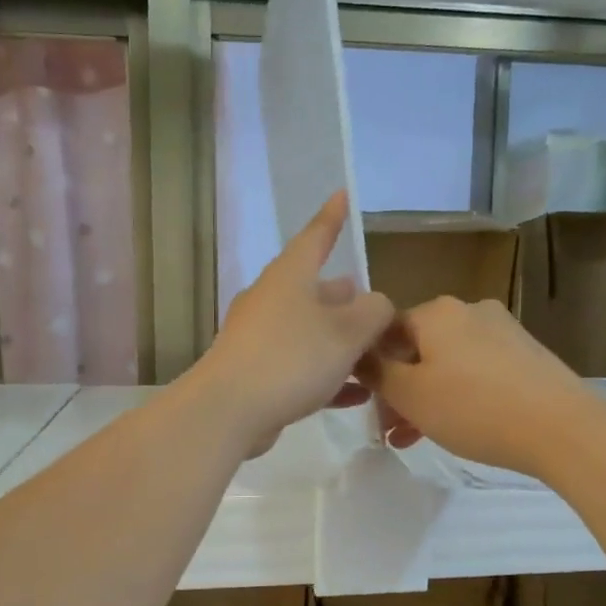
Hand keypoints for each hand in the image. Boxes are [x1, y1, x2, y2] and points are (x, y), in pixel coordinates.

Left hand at [191, 191, 394, 455]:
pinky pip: (300, 366)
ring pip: (308, 331)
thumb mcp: (348, 331)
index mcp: (290, 277)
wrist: (228, 410)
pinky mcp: (255, 374)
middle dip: (343, 297)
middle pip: (312, 290)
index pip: (315, 237)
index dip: (332, 217)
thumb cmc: (291, 358)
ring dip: (339, 341)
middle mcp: (270, 300)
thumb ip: (374, 312)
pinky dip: (328, 375)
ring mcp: (258, 338)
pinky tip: (356, 395)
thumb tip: (377, 305)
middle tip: (370, 303)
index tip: (342, 195)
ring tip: (371, 352)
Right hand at [358, 296, 593, 477]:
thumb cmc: (474, 409)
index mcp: (437, 311)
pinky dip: (459, 396)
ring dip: (426, 398)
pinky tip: (457, 427)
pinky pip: (477, 372)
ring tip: (416, 438)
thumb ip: (377, 373)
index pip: (385, 330)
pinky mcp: (526, 355)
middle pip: (418, 349)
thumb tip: (358, 354)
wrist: (563, 428)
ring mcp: (503, 330)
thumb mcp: (410, 395)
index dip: (370, 368)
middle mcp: (469, 310)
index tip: (367, 404)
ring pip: (447, 364)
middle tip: (390, 429)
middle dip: (399, 390)